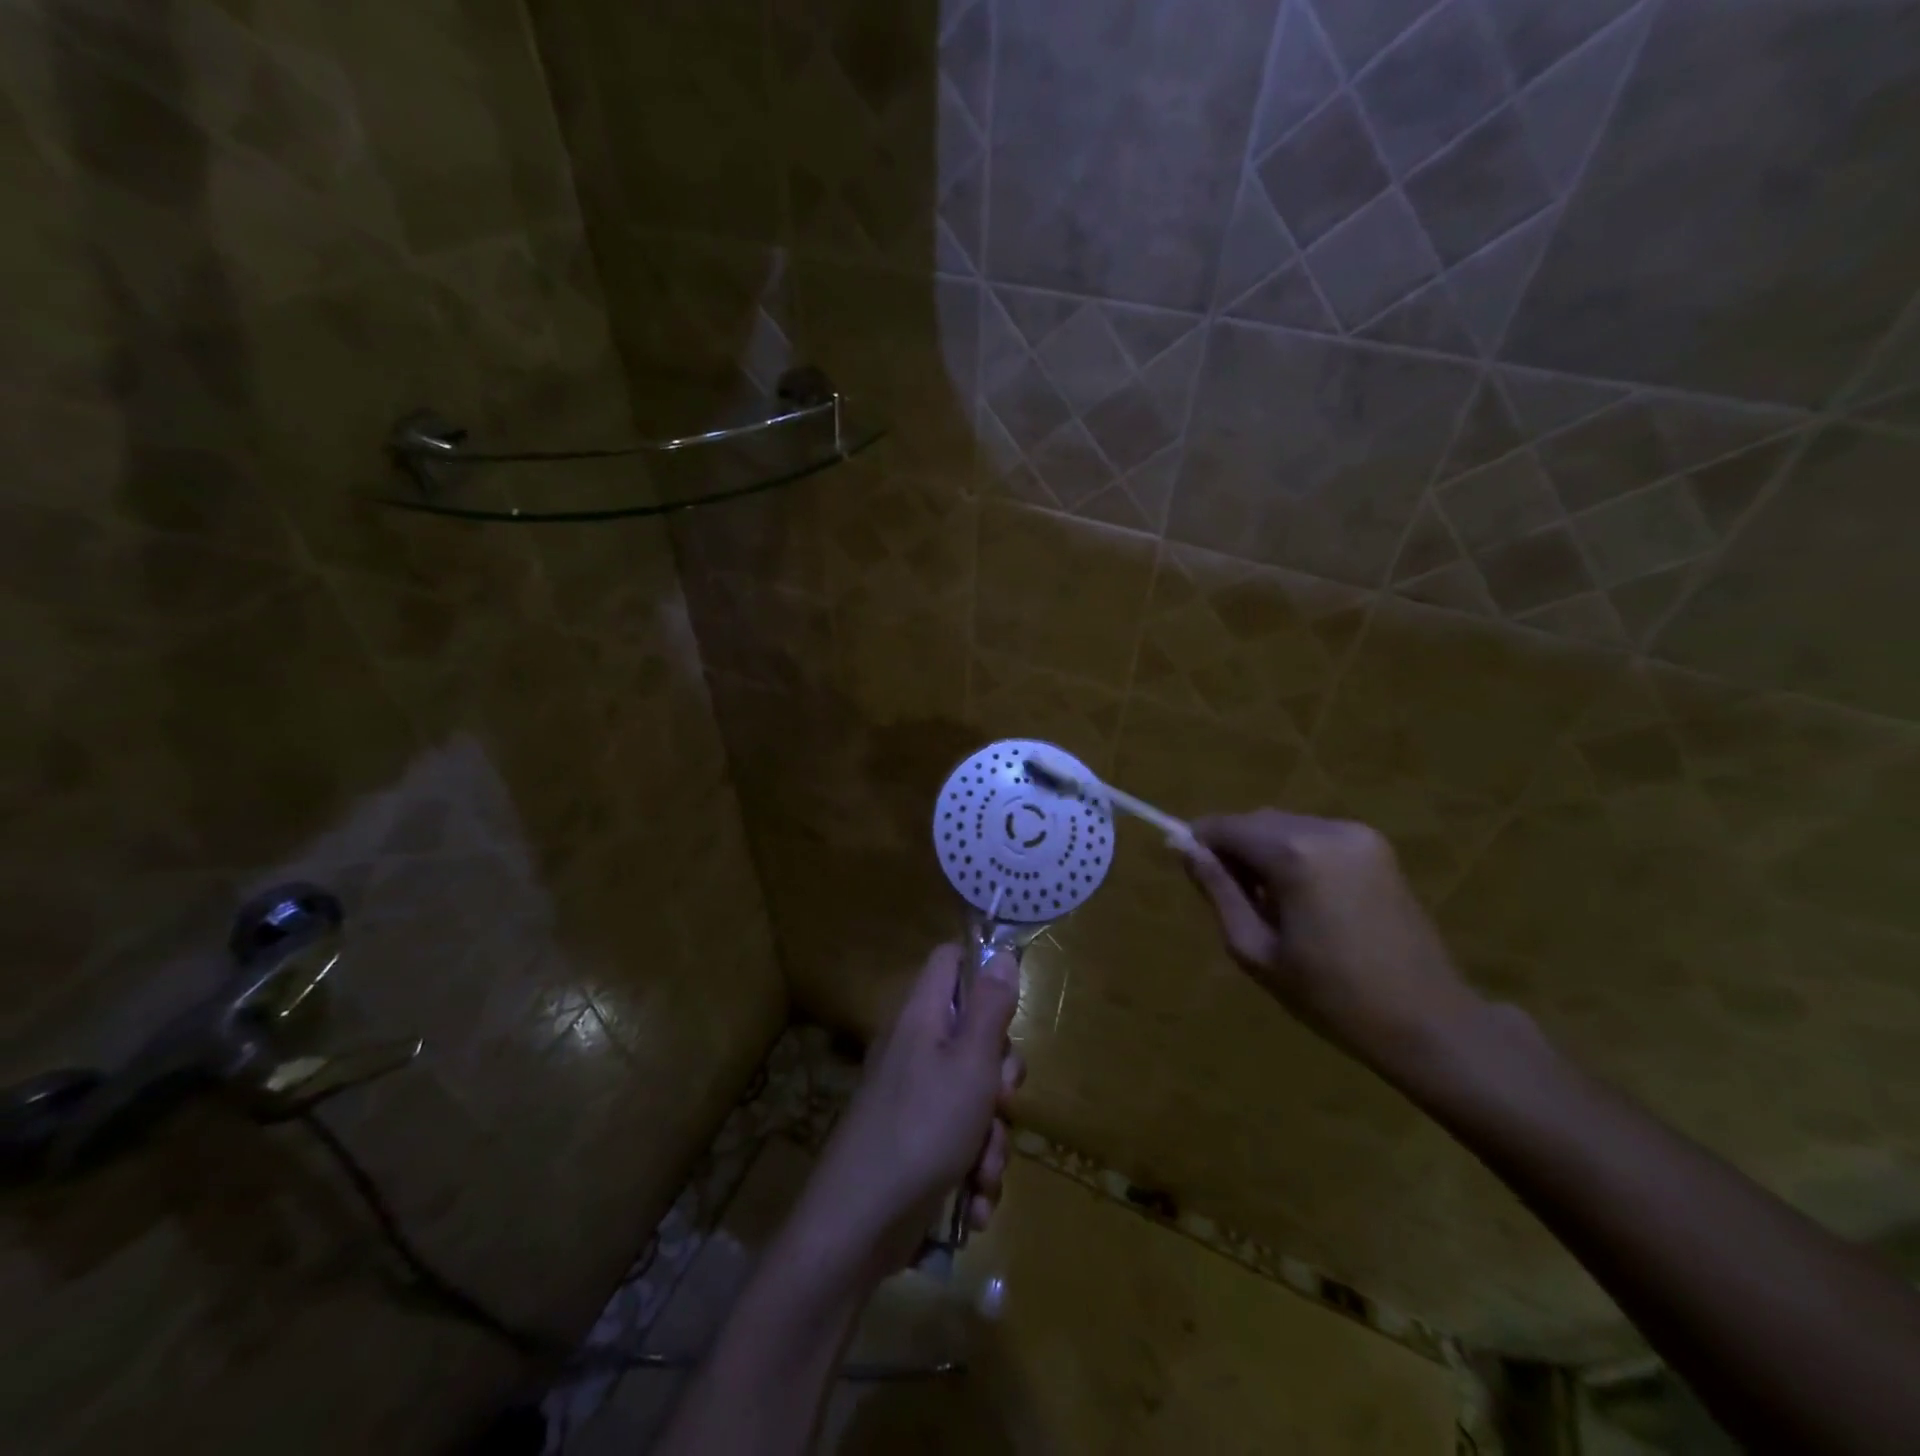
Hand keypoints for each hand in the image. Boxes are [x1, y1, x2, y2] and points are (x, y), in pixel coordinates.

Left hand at [797, 944, 1024, 1279]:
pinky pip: (961, 1141)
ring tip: (983, 1171)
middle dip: (1001, 1079)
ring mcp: (915, 1099)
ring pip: (976, 1098)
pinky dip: (973, 1171)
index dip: (982, 970)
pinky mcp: (917, 1145)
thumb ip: (990, 1007)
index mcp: (923, 1017)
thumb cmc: (923, 1128)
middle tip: (1001, 1100)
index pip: (949, 961)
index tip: (1009, 1006)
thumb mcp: (971, 1062)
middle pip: (975, 1037)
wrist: (858, 1226)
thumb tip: (1000, 953)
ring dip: (992, 1139)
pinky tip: (973, 1203)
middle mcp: (917, 1050)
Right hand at [1183, 810, 1483, 1075]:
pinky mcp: (1377, 847)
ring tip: (1270, 904)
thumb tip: (1183, 849)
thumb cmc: (1331, 996)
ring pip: (1285, 826)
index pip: (1226, 826)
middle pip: (1257, 821)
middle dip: (1233, 848)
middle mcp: (1327, 830)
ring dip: (1264, 851)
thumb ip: (1217, 891)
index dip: (1199, 842)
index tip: (1188, 869)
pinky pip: (1315, 835)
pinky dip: (1295, 854)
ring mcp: (1358, 835)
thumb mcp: (1256, 950)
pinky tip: (1303, 898)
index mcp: (1295, 855)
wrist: (1428, 1022)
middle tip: (1230, 898)